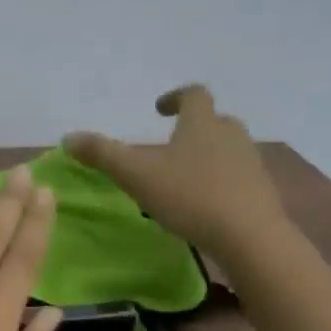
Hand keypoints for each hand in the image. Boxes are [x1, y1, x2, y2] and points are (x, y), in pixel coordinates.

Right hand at [64, 85, 287, 254]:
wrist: (249, 236)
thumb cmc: (190, 197)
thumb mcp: (137, 176)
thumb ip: (103, 155)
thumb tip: (69, 137)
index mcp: (202, 124)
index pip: (194, 94)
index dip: (175, 97)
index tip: (159, 110)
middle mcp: (231, 135)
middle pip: (216, 120)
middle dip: (195, 127)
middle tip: (173, 144)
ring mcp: (251, 163)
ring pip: (229, 149)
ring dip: (209, 155)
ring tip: (186, 177)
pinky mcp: (261, 191)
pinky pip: (239, 176)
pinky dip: (222, 181)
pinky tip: (206, 204)